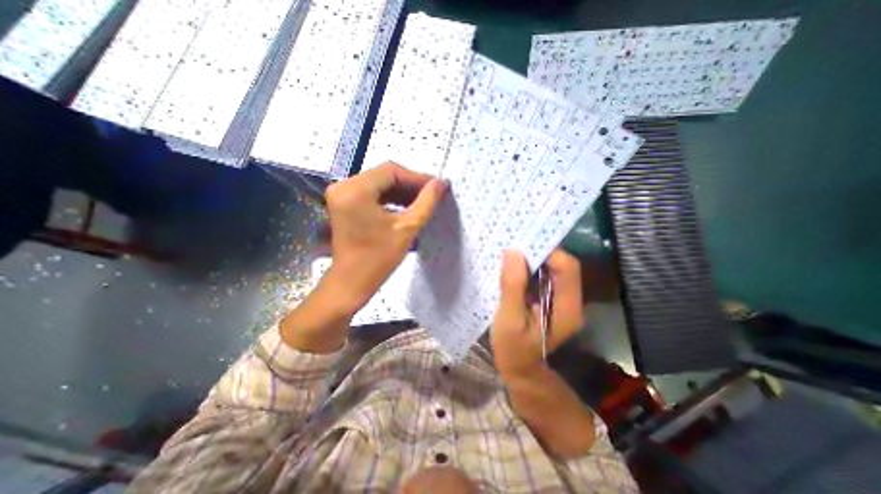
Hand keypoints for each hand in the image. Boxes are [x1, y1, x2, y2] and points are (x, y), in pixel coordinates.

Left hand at [323, 162, 447, 313]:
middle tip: (432, 194)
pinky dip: (389, 198)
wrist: (352, 282)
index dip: (417, 177)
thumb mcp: (407, 228)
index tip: (436, 186)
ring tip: (422, 201)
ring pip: (379, 183)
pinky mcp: (343, 203)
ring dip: (401, 191)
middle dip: (410, 184)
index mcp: (356, 190)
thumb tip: (441, 183)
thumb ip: (426, 202)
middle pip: (384, 175)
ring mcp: (341, 194)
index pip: (391, 171)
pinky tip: (406, 206)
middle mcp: (343, 186)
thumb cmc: (379, 258)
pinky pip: (371, 192)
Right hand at [488, 248, 582, 379]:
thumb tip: (512, 252)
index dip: (548, 252)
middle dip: (540, 252)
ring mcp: (561, 300)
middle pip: (563, 265)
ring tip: (512, 254)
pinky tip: (514, 267)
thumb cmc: (513, 349)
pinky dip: (531, 267)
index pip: (567, 268)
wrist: (519, 369)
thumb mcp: (509, 319)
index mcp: (567, 307)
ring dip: (534, 258)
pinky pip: (544, 275)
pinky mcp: (550, 299)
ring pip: (553, 268)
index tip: (522, 246)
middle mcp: (571, 300)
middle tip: (514, 246)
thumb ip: (512, 286)